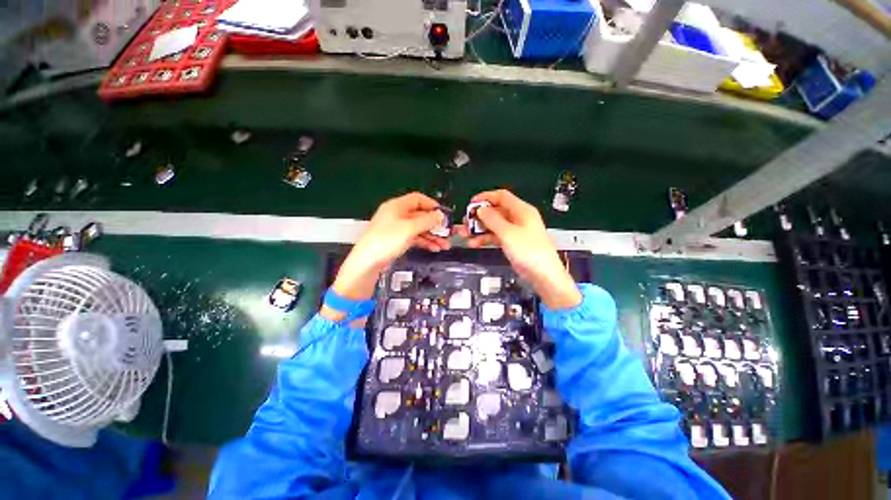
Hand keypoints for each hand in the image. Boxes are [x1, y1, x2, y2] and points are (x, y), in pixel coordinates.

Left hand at [331, 192, 449, 302]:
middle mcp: (397, 215)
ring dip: (432, 236)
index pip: (418, 199)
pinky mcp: (397, 240)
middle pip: (420, 215)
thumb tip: (440, 215)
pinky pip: (415, 238)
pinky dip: (425, 242)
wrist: (368, 262)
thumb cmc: (387, 240)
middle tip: (448, 233)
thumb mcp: (409, 228)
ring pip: (419, 228)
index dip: (432, 205)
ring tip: (445, 245)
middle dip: (435, 225)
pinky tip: (434, 248)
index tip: (443, 214)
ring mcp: (397, 228)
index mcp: (397, 206)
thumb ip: (427, 220)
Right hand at [458, 190, 580, 309]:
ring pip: (493, 225)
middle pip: (495, 211)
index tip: (471, 204)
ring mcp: (514, 231)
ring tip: (464, 235)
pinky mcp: (510, 242)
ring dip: (478, 229)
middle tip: (465, 222)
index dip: (485, 198)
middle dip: (478, 216)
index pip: (501, 196)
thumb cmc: (529, 251)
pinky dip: (484, 239)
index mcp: (521, 210)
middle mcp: (517, 218)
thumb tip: (480, 209)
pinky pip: (495, 236)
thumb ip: (493, 220)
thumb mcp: (509, 233)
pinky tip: (473, 243)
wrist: (543, 275)